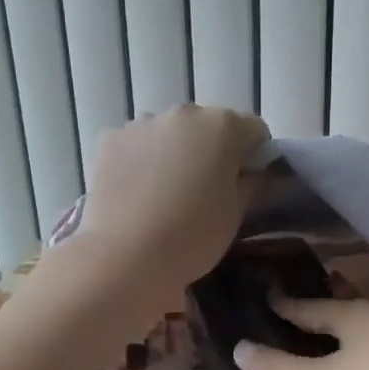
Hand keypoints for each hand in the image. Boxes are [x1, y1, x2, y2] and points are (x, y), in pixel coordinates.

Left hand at [79, 105, 269, 294]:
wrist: (125, 255)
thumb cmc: (193, 235)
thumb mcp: (236, 213)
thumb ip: (253, 183)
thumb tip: (257, 173)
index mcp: (223, 126)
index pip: (254, 130)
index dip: (256, 156)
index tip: (247, 184)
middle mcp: (183, 113)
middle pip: (209, 126)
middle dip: (213, 151)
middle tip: (207, 191)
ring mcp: (142, 123)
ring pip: (171, 133)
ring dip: (176, 152)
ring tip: (168, 194)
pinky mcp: (110, 139)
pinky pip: (138, 144)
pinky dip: (143, 160)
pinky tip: (139, 193)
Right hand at [232, 297, 368, 369]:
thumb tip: (238, 349)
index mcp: (347, 315)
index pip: (308, 307)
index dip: (285, 306)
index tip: (269, 296)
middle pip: (338, 308)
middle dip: (317, 310)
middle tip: (297, 310)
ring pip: (364, 323)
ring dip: (344, 325)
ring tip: (331, 331)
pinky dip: (366, 342)